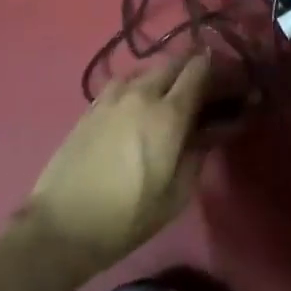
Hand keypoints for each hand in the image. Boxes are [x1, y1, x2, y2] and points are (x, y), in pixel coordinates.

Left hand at [23, 51, 219, 270]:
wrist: (61, 227)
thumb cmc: (127, 217)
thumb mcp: (176, 195)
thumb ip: (199, 154)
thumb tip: (213, 130)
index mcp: (168, 114)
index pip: (199, 70)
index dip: (217, 71)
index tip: (229, 83)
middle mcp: (142, 94)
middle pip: (174, 62)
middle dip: (193, 70)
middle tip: (202, 90)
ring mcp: (113, 96)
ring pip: (148, 69)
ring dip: (165, 76)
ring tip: (169, 97)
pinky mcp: (91, 106)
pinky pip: (124, 82)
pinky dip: (139, 85)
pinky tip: (137, 105)